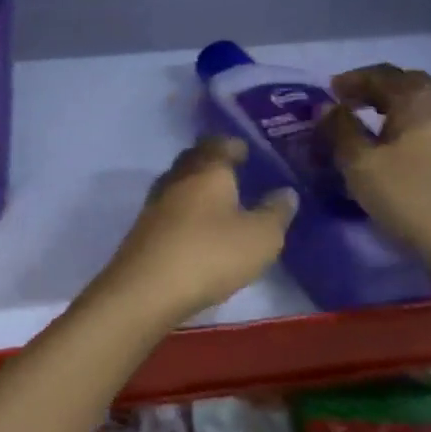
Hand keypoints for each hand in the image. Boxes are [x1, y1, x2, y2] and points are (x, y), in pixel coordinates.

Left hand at [89, 136, 296, 321]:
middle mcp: (176, 178)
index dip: (232, 145)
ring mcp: (155, 203)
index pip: (217, 143)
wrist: (146, 288)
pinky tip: (197, 227)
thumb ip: (276, 212)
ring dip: (197, 186)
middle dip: (213, 162)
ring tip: (220, 201)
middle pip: (194, 159)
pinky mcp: (144, 228)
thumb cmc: (210, 254)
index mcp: (206, 170)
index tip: (246, 151)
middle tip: (235, 171)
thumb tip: (286, 191)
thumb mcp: (260, 237)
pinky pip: (170, 208)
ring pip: (179, 183)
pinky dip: (186, 210)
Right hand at [317, 64, 430, 280]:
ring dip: (391, 105)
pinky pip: (430, 123)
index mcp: (420, 101)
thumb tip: (327, 106)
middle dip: (374, 88)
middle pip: (407, 83)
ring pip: (421, 104)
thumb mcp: (359, 163)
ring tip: (364, 122)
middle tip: (346, 102)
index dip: (352, 79)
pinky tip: (391, 144)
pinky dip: (405, 122)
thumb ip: (340, 128)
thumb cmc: (407, 197)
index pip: (382, 74)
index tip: (327, 91)